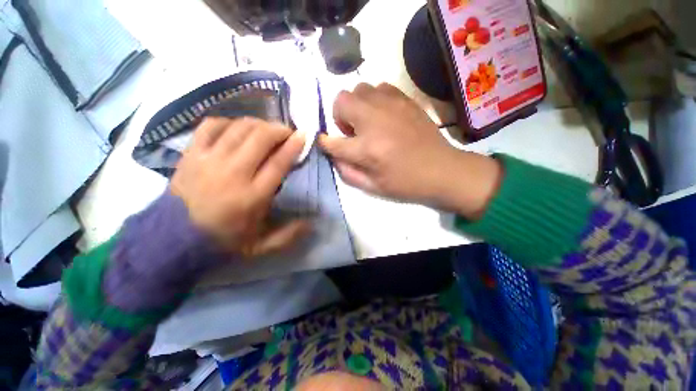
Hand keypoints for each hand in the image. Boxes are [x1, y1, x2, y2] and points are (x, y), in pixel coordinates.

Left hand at [171, 117, 309, 256]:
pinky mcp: (191, 154)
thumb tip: (311, 223)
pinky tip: (237, 128)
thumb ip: (288, 236)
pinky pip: (211, 126)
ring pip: (239, 128)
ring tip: (267, 129)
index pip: (278, 162)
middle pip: (260, 138)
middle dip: (279, 130)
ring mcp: (209, 160)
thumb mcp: (260, 246)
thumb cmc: (223, 240)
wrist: (172, 238)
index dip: (293, 146)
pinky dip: (228, 122)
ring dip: (259, 124)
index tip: (303, 136)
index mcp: (252, 196)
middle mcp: (233, 173)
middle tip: (287, 132)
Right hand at [319, 83, 501, 218]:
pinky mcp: (405, 100)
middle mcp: (375, 121)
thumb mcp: (372, 187)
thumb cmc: (405, 183)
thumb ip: (347, 172)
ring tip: (368, 122)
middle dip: (339, 116)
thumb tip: (334, 155)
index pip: (332, 141)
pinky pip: (380, 87)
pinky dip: (374, 99)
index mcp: (367, 150)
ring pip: (360, 89)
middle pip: (341, 100)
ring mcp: (391, 106)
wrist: (441, 170)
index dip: (324, 142)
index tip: (326, 143)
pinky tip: (383, 115)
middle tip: (352, 132)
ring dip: (357, 106)